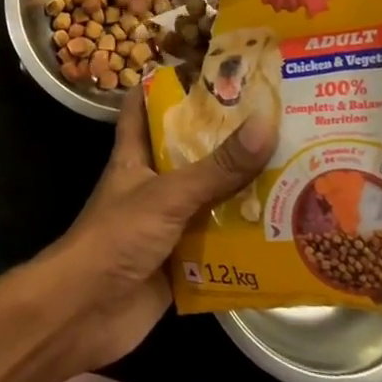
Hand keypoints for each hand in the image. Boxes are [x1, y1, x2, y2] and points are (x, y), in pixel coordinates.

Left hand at [36, 86, 274, 372]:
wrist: (86, 313)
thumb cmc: (116, 237)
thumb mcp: (168, 195)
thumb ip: (216, 167)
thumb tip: (265, 123)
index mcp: (136, 156)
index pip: (144, 107)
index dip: (166, 83)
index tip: (207, 67)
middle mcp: (152, 185)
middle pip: (190, 153)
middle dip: (226, 140)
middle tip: (276, 119)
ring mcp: (166, 225)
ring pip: (209, 200)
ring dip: (243, 193)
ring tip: (295, 170)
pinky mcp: (180, 263)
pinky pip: (218, 246)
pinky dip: (245, 242)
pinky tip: (285, 233)